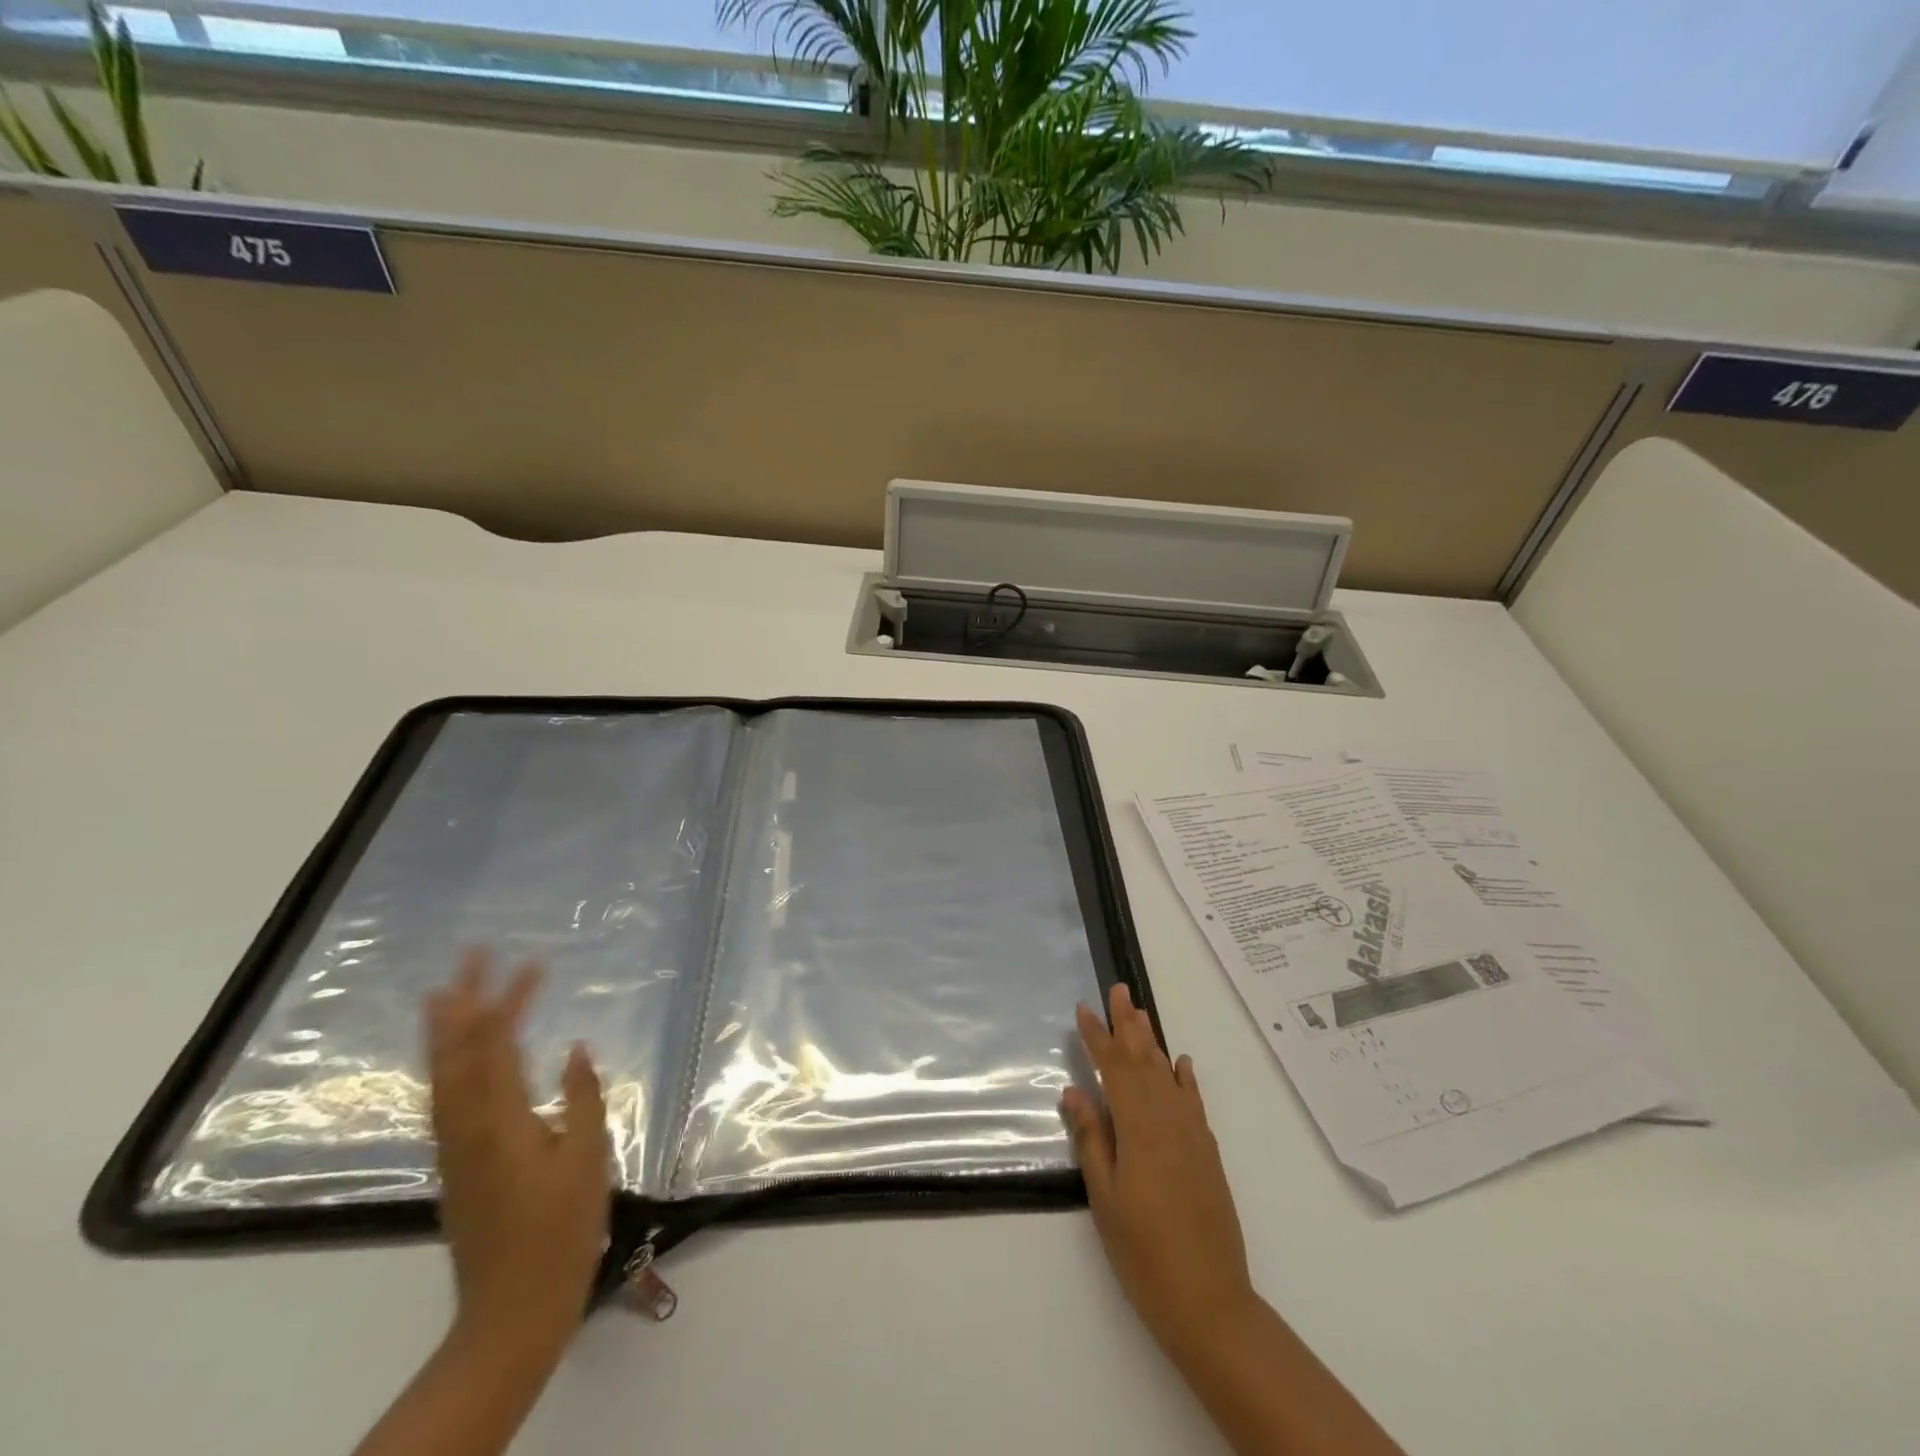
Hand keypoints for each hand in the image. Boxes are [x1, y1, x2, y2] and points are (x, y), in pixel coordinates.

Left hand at [425, 948, 610, 1354]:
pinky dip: (446, 1065)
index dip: (510, 1000)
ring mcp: (454, 1148)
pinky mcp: (456, 1166)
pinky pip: (444, 1099)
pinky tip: (453, 1059)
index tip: (532, 963)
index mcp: (501, 1121)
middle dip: (462, 1002)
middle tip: (469, 956)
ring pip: (442, 1076)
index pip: (499, 1045)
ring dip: (445, 1031)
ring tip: (445, 993)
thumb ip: (581, 1099)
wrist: (512, 1309)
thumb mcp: (588, 1159)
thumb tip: (574, 1049)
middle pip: (457, 1053)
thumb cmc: (562, 1230)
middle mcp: (466, 1127)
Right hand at [1061, 982, 1254, 1356]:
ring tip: (1140, 1013)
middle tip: (1118, 989)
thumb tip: (1074, 1091)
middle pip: (1144, 1061)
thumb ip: (1092, 1140)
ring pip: (1168, 1075)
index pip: (1113, 1070)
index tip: (1083, 1009)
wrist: (1210, 1301)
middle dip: (1128, 1024)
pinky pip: (1194, 1101)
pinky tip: (1180, 1063)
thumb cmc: (1144, 1253)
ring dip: (1152, 1042)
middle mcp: (1168, 1120)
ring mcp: (1192, 1135)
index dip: (1097, 1037)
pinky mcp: (1207, 1153)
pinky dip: (1185, 1078)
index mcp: (1139, 1128)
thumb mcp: (1105, 1198)